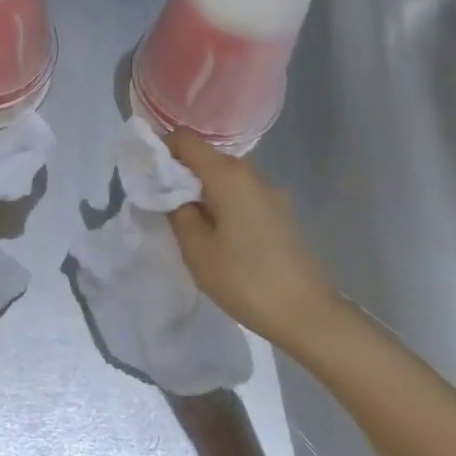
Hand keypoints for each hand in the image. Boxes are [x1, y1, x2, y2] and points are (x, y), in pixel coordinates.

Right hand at [165, 129, 342, 344]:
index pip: (185, 139)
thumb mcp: (197, 249)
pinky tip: (220, 234)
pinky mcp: (281, 212)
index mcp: (227, 174)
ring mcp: (270, 192)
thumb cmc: (245, 279)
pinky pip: (242, 193)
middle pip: (207, 156)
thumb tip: (173, 192)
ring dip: (203, 189)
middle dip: (181, 172)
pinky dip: (223, 202)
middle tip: (163, 202)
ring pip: (225, 176)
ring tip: (190, 222)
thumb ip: (177, 211)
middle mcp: (251, 173)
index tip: (147, 173)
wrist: (308, 315)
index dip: (162, 148)